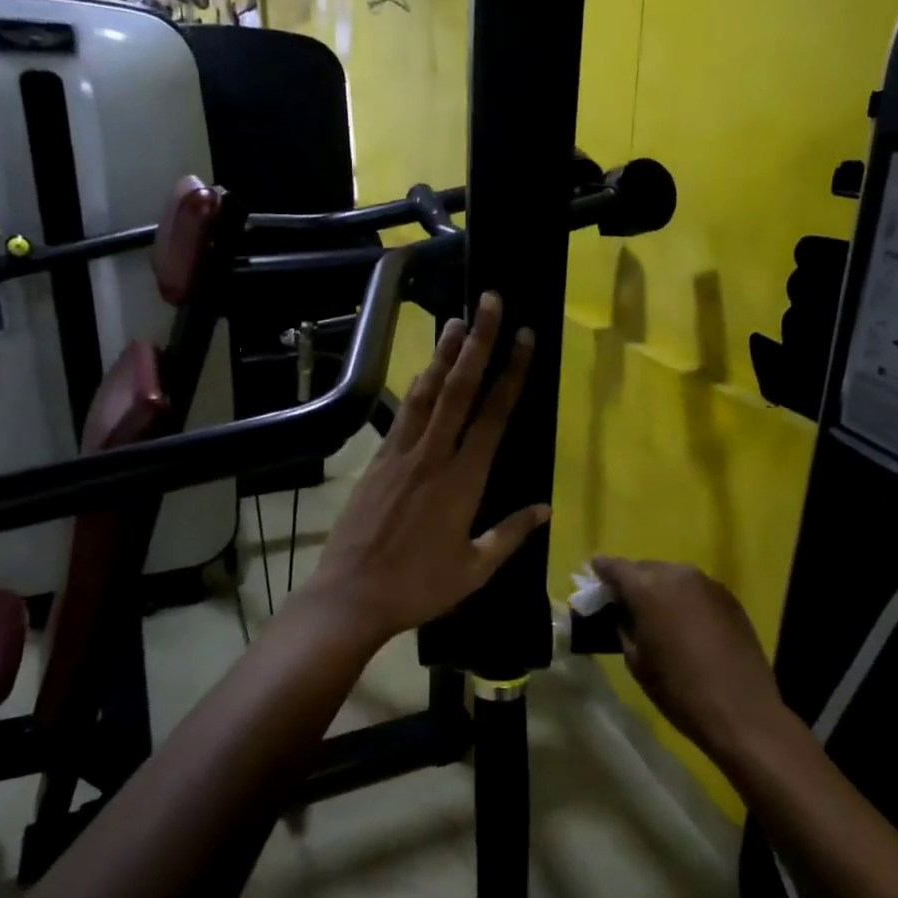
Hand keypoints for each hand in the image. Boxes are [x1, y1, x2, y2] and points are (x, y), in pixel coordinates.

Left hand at [309, 293, 550, 648]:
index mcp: (463, 480)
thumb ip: (510, 534)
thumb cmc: (418, 586)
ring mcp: (400, 454)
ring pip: (427, 394)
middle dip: (478, 342)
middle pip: (459, 389)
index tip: (525, 338)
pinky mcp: (377, 461)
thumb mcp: (474, 569)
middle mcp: (432, 456)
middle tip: (490, 302)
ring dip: (443, 355)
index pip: (494, 415)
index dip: (512, 373)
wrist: (351, 595)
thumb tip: (546, 507)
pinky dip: (417, 388)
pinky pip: (402, 415)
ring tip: (456, 322)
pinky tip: (423, 373)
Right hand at [589, 558, 787, 767]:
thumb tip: (622, 612)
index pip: (616, 567)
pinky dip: (685, 599)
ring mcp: (707, 584)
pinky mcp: (730, 598)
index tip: (594, 574)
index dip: (602, 571)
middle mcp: (677, 575)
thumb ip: (624, 626)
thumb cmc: (678, 689)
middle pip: (646, 569)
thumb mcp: (636, 660)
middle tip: (625, 602)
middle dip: (633, 582)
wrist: (741, 711)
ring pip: (673, 577)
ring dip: (660, 589)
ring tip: (656, 614)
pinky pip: (696, 590)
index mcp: (647, 587)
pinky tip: (685, 623)